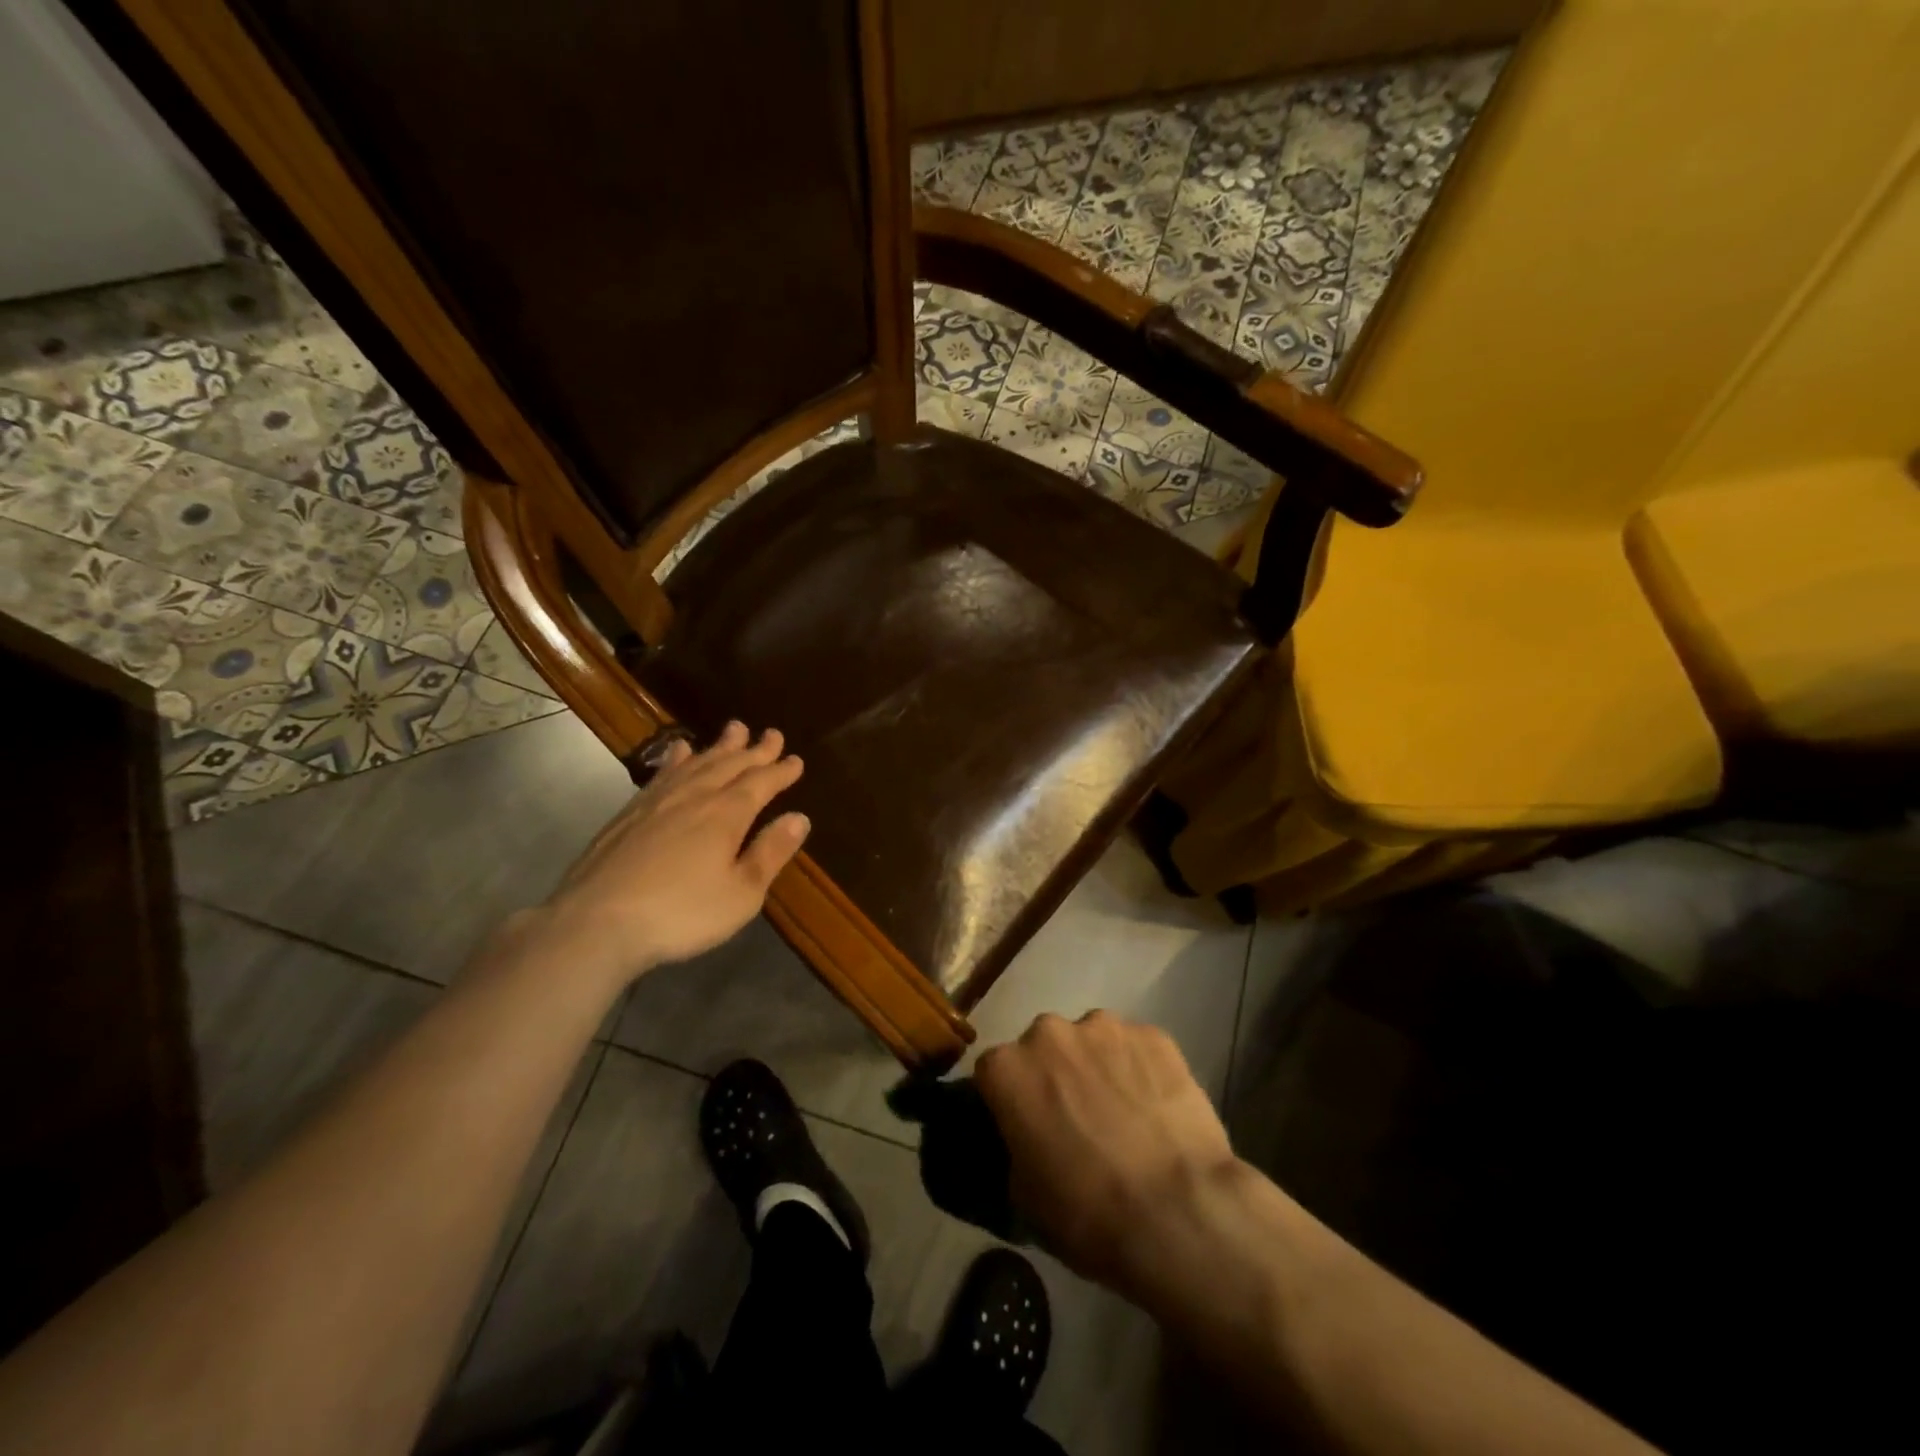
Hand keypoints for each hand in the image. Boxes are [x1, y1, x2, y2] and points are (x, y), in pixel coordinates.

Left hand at [518, 722, 809, 990]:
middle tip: (773, 734)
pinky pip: (662, 773)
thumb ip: (770, 853)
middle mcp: (695, 797)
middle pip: (730, 765)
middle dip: (755, 750)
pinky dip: (677, 758)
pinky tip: (679, 752)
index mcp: (727, 815)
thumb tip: (800, 818)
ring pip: (697, 762)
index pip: (761, 783)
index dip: (781, 771)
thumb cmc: (681, 914)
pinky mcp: (629, 813)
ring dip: (719, 746)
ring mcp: (657, 801)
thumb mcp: (741, 894)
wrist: (596, 922)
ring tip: (735, 729)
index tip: (796, 759)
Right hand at [976, 1011, 1236, 1287]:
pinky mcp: (1154, 1035)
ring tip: (1122, 1112)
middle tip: (1075, 1118)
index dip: (1009, 1100)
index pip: (994, 1072)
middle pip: (1043, 1047)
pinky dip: (1140, 1069)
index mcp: (1008, 1068)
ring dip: (1097, 1066)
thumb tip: (1026, 1138)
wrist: (1178, 1213)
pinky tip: (1157, 1107)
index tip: (1024, 1126)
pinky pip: (1136, 1047)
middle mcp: (1049, 1032)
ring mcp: (1105, 1027)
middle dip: (1054, 1074)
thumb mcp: (1024, 1196)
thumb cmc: (1087, 1213)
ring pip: (1091, 1041)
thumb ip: (1015, 1146)